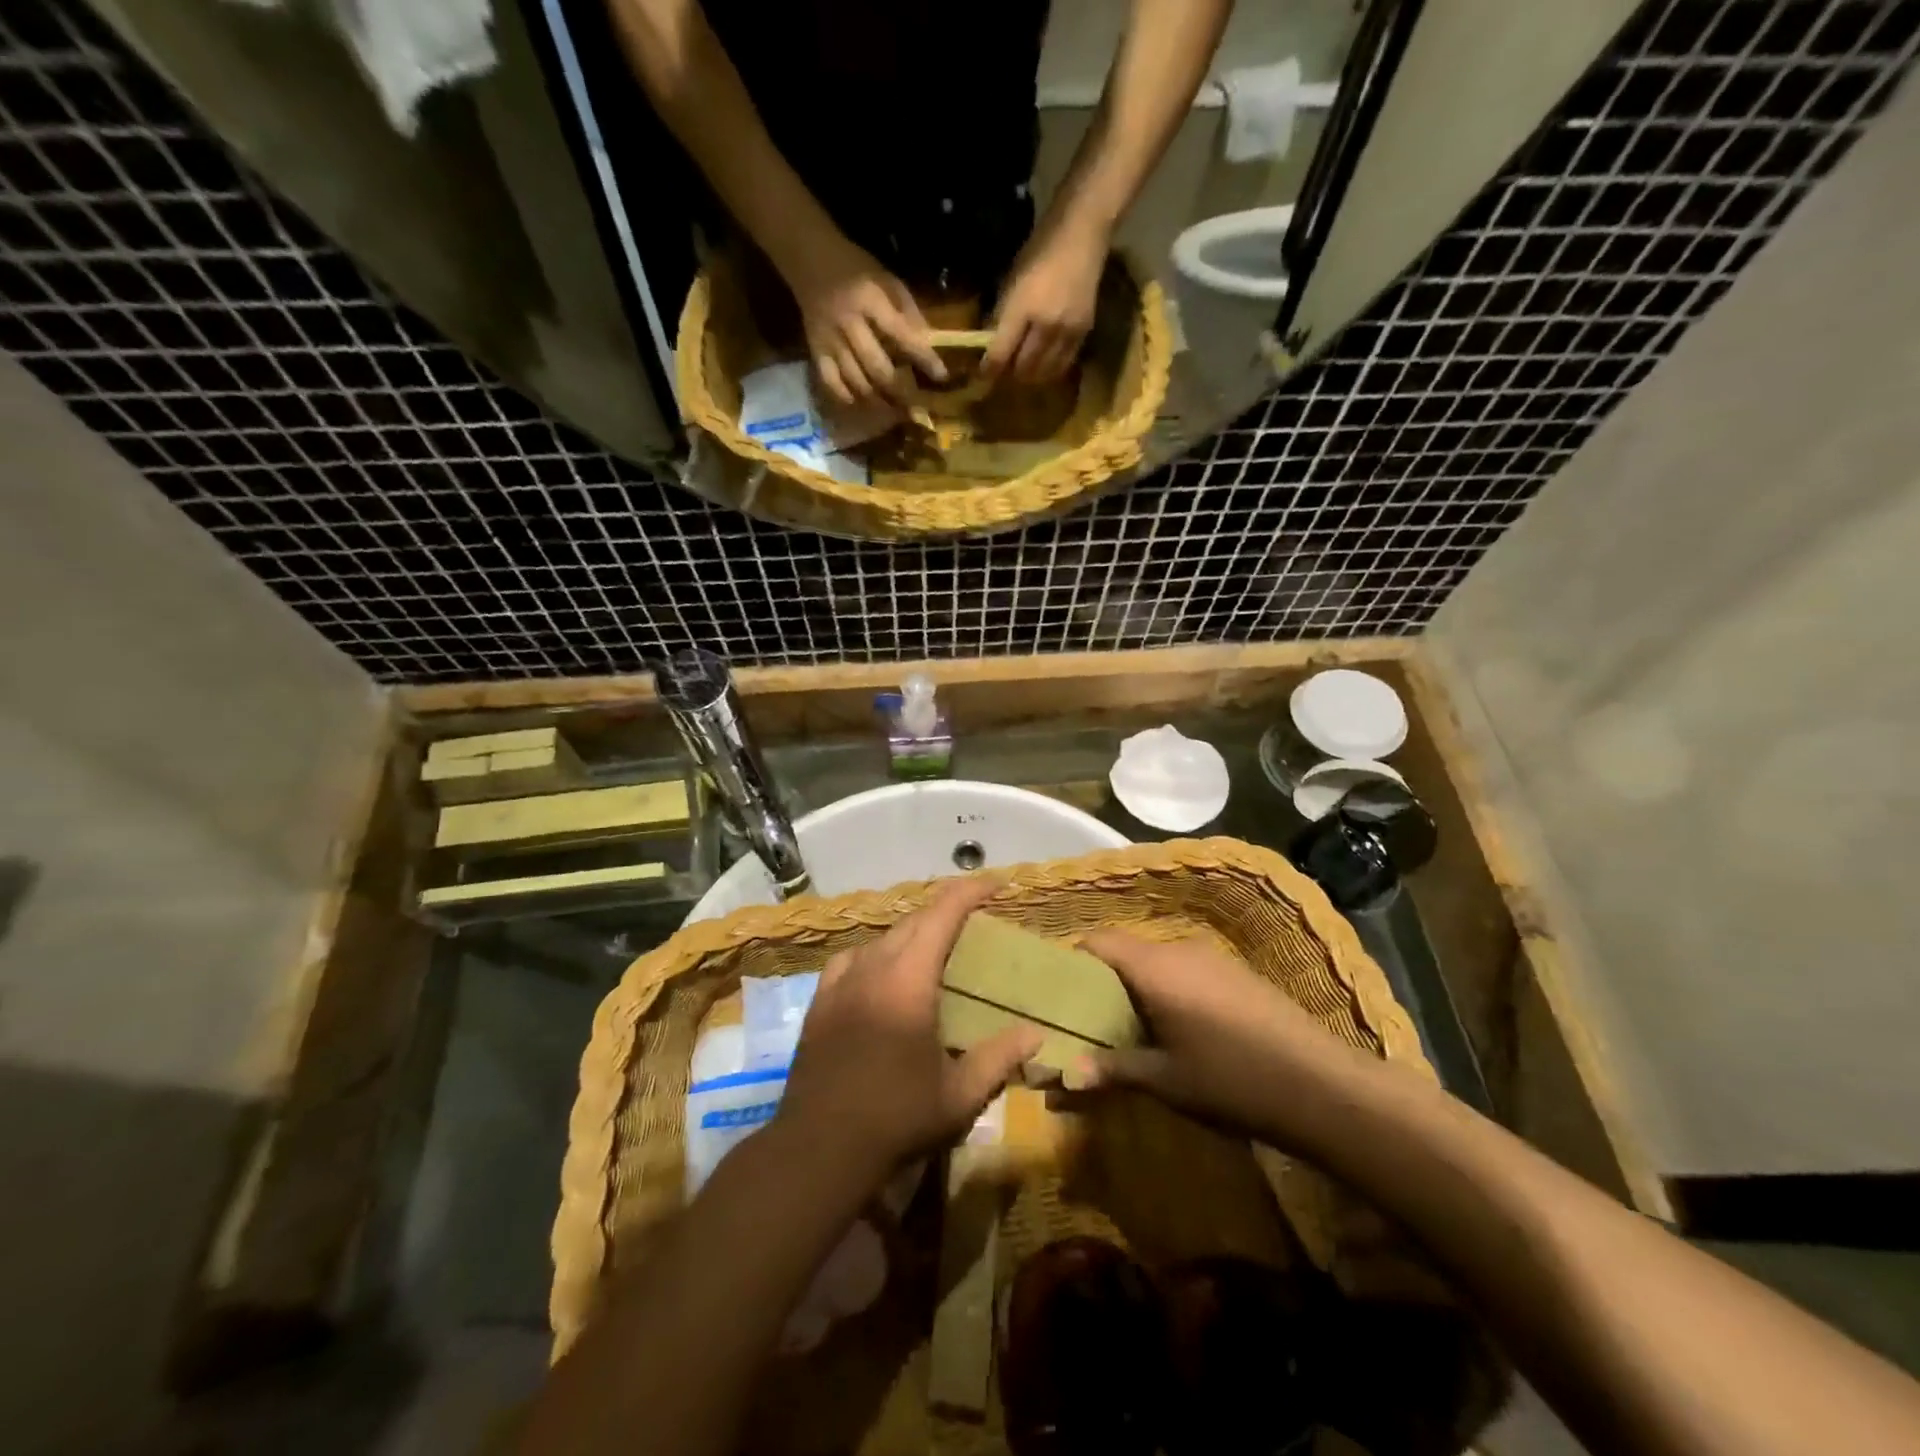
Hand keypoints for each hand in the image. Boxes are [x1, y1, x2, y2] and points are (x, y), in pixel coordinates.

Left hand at [776, 878, 1040, 1186]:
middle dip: (946, 911)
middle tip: (975, 921)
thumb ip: (1000, 1057)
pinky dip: (877, 954)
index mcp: (908, 979)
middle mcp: (873, 967)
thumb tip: (1035, 1033)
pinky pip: (853, 958)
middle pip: (913, 921)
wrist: (819, 1148)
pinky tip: (881, 973)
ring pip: (882, 938)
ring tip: (934, 949)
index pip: (942, 914)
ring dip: (912, 933)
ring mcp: (840, 982)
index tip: (997, 884)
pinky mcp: (820, 1000)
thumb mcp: (959, 1095)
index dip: (970, 891)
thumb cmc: (896, 1118)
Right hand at [789, 235, 945, 408]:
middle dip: (900, 391)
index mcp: (868, 298)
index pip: (901, 334)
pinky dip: (847, 397)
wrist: (807, 257)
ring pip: (855, 380)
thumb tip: (928, 344)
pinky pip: (831, 382)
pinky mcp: (815, 349)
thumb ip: (907, 310)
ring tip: (895, 412)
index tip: (941, 375)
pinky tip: (863, 405)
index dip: (923, 357)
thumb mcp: (886, 278)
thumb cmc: (854, 268)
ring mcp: (828, 338)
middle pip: (877, 367)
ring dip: (878, 401)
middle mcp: (847, 321)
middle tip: (917, 408)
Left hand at [982, 219, 1107, 385]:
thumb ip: (1001, 315)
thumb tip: (990, 345)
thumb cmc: (1040, 251)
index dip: (988, 370)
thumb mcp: (1012, 280)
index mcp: (1022, 308)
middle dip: (1009, 374)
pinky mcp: (1083, 333)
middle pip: (1022, 369)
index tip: (982, 375)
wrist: (1082, 234)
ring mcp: (1066, 332)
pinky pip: (1062, 365)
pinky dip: (1049, 370)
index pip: (1000, 354)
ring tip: (1023, 369)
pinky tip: (1043, 363)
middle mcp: (1045, 326)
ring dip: (1030, 375)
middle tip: (1004, 370)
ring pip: (1043, 373)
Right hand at [1078, 931, 1379, 1149]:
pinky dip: (1166, 988)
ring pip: (1155, 959)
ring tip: (1129, 1027)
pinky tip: (1176, 1027)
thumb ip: (1111, 1069)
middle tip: (1091, 1020)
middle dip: (1103, 980)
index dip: (1074, 960)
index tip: (1061, 994)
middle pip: (1125, 950)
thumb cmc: (1230, 1079)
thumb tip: (1060, 1078)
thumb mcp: (1164, 1080)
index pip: (1098, 942)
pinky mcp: (1234, 972)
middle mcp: (1178, 950)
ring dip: (1136, 985)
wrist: (1320, 1084)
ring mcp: (1211, 958)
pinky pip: (1183, 968)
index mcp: (1153, 967)